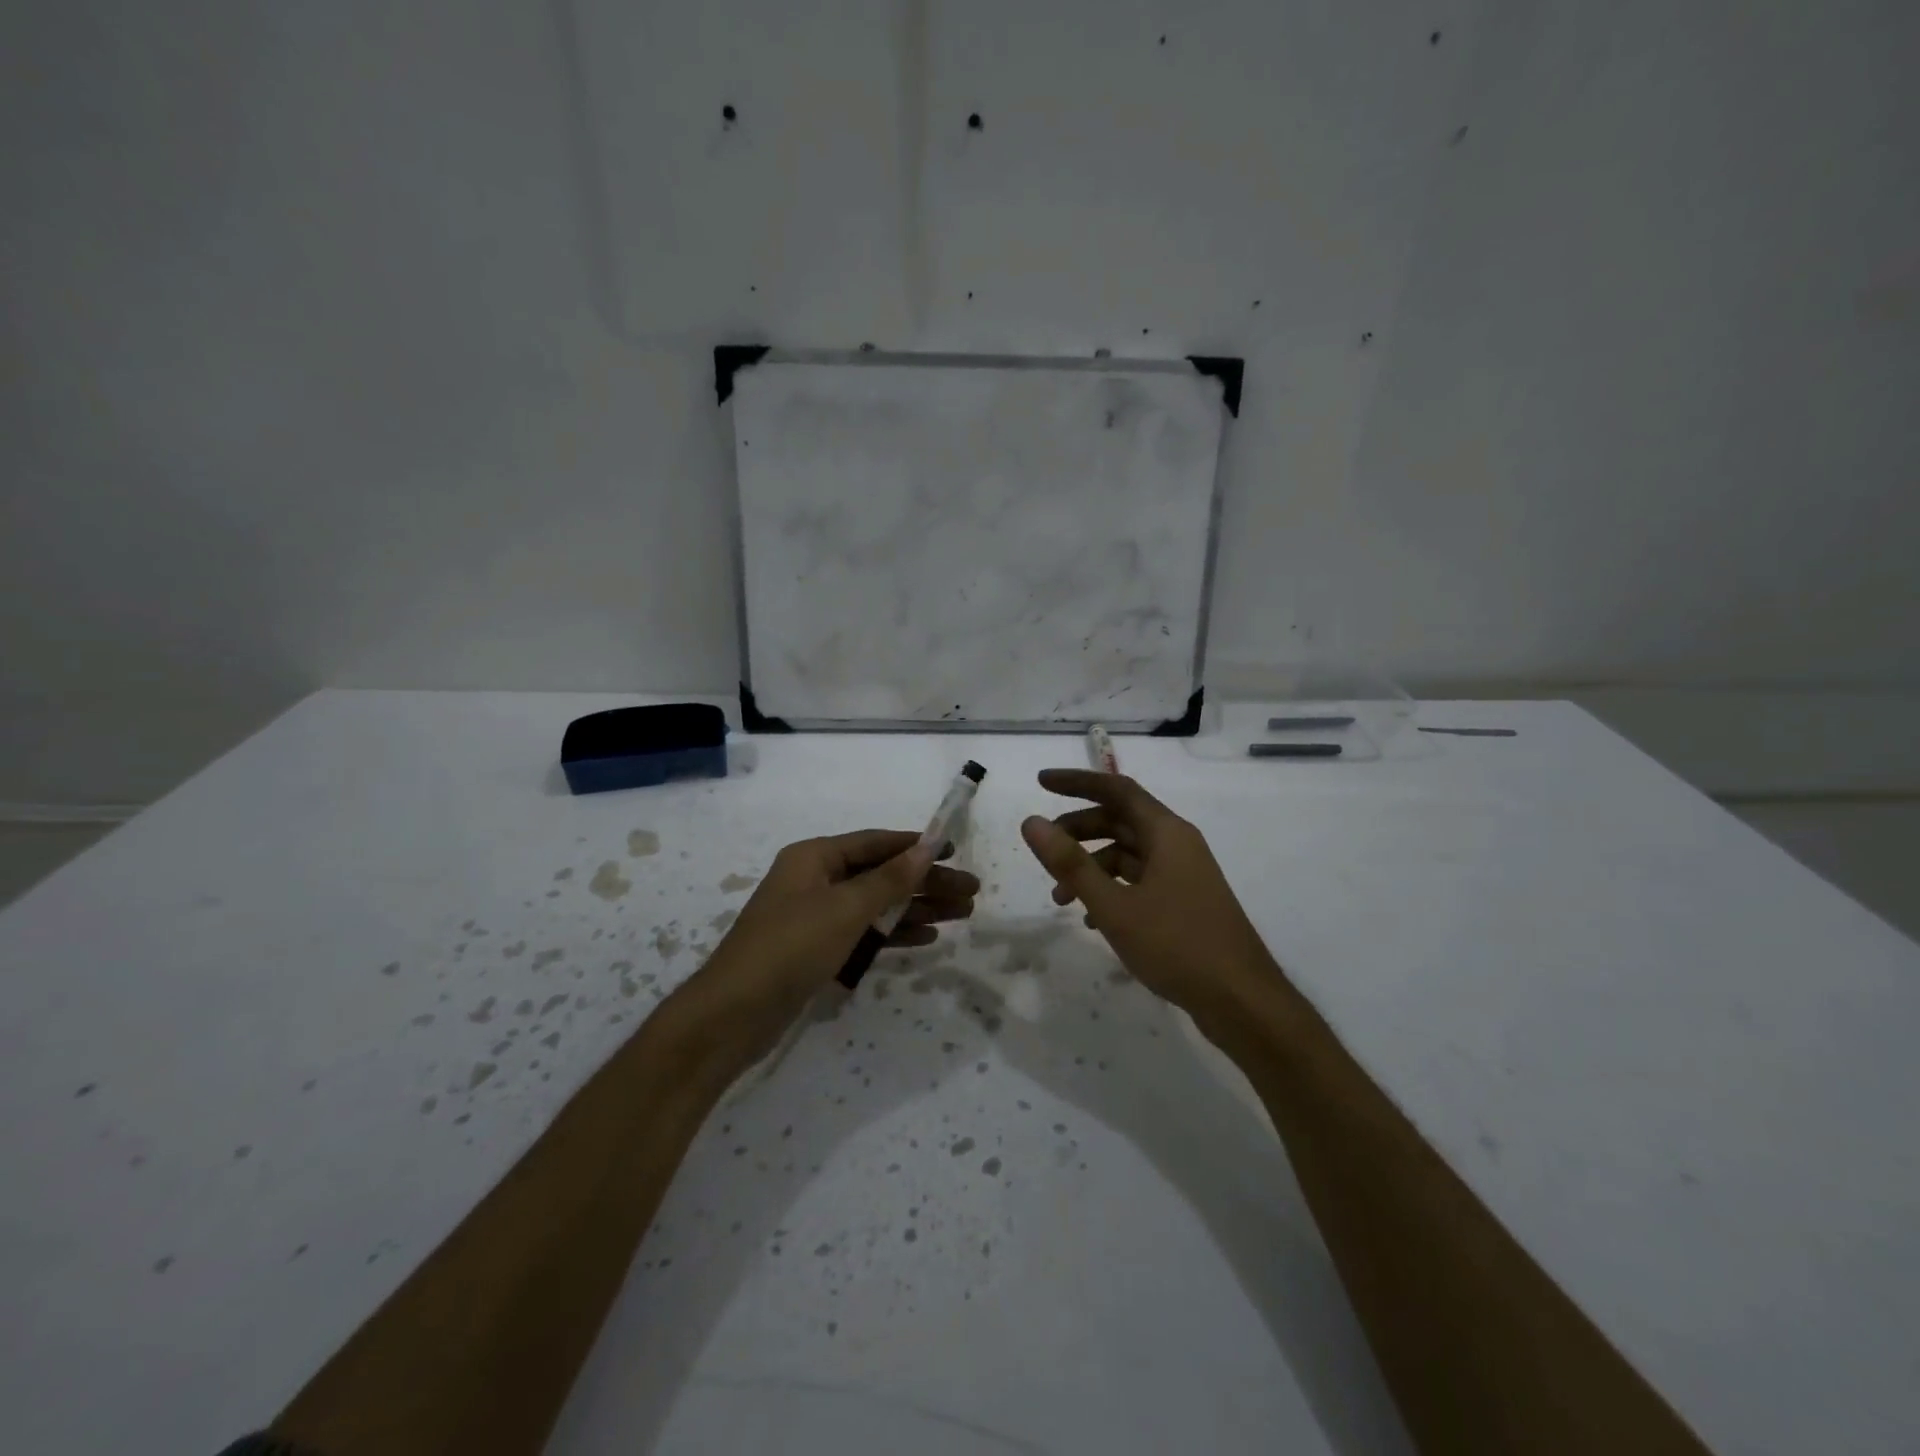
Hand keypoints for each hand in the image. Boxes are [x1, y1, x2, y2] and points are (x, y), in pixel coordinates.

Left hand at [675, 829, 978, 1065]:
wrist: (733, 1014)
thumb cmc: (791, 947)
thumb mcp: (845, 909)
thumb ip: (889, 879)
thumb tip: (926, 848)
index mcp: (815, 858)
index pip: (876, 843)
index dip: (916, 846)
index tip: (954, 850)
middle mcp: (815, 881)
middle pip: (881, 875)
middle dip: (925, 883)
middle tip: (970, 893)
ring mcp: (815, 917)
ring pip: (876, 905)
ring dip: (916, 908)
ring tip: (962, 915)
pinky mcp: (817, 950)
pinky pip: (864, 933)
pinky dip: (893, 933)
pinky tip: (926, 937)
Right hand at [1020, 770, 1279, 1022]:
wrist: (1242, 1001)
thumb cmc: (1177, 945)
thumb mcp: (1114, 906)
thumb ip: (1071, 863)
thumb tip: (1032, 822)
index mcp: (1166, 833)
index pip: (1116, 789)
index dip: (1077, 783)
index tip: (1040, 783)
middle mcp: (1176, 844)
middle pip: (1120, 820)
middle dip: (1078, 831)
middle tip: (1044, 848)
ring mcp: (1183, 874)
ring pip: (1127, 854)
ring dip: (1090, 867)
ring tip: (1060, 897)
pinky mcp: (1183, 902)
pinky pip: (1139, 881)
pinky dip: (1111, 889)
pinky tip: (1091, 919)